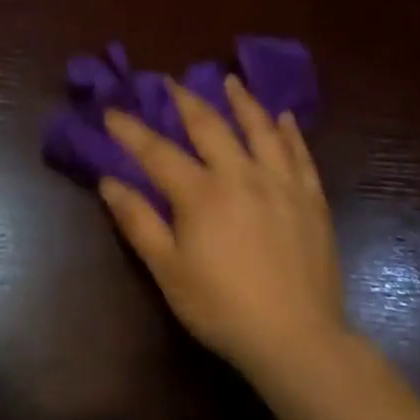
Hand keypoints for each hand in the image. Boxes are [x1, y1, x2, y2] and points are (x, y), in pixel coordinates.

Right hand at [100, 76, 346, 387]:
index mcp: (201, 193)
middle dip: (186, 100)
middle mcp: (241, 175)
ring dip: (242, 101)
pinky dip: (289, 132)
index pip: (157, 151)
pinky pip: (299, 154)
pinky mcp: (311, 199)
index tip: (111, 110)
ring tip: (230, 80)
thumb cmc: (221, 307)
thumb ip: (138, 221)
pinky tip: (284, 117)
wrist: (296, 339)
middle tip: (171, 81)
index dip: (130, 129)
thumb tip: (108, 181)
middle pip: (210, 126)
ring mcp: (281, 183)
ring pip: (260, 129)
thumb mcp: (167, 269)